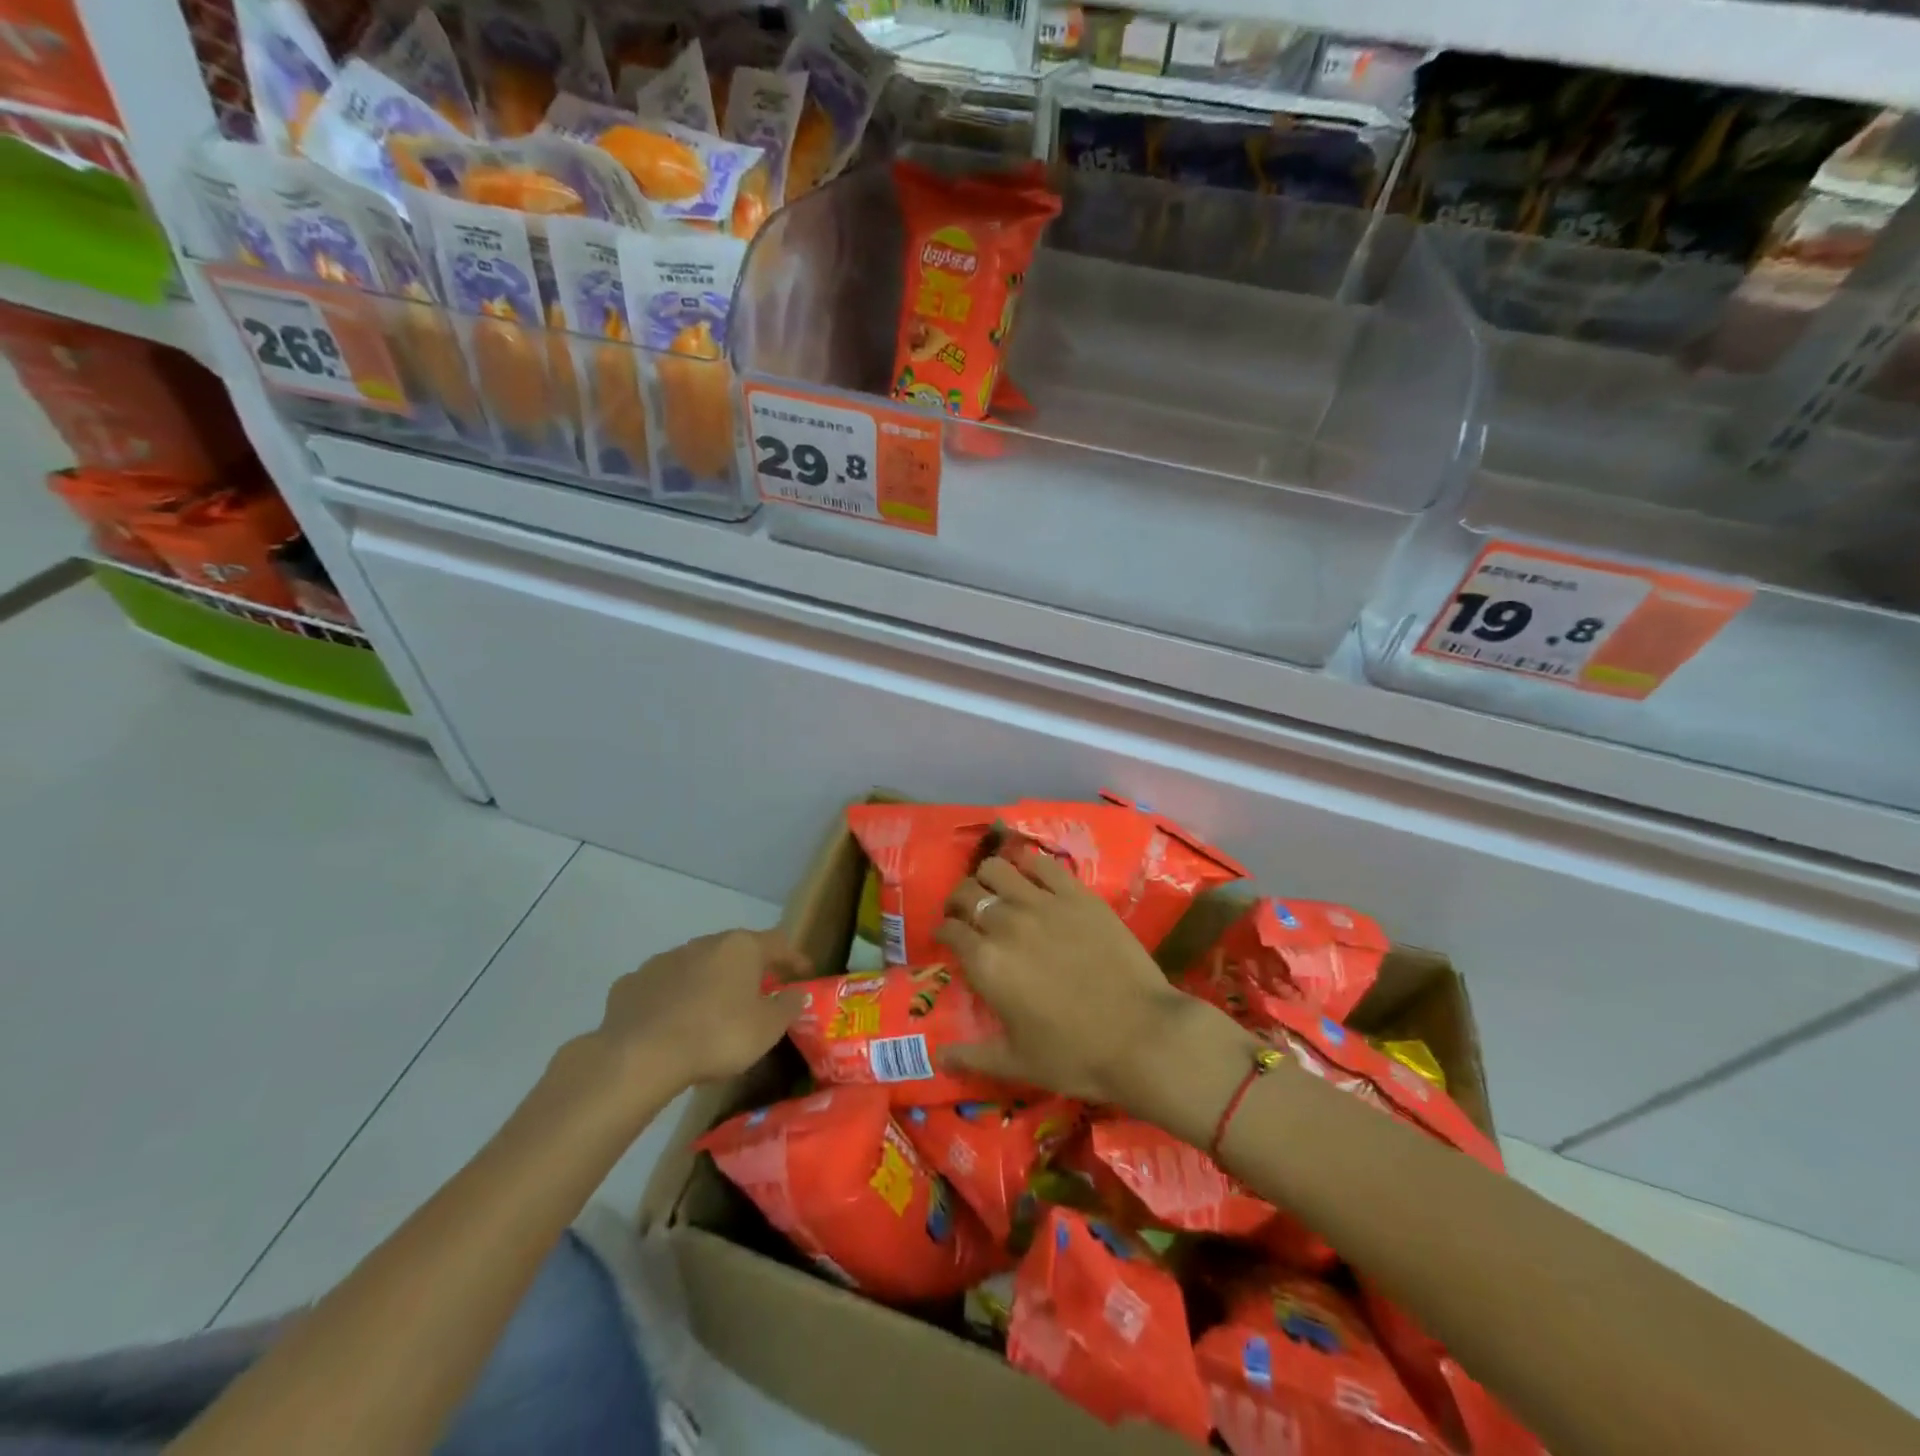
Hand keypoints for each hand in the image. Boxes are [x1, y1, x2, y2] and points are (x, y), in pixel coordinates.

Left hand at [587, 929, 810, 1103]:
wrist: (639, 1056)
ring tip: (713, 1011)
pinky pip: (662, 987)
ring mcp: (664, 960)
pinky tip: (671, 1022)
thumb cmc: (717, 1036)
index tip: (804, 975)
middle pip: (735, 950)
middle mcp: (703, 944)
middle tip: (758, 993)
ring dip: (709, 982)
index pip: (778, 943)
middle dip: (749, 969)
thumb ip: (788, 1006)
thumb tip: (797, 993)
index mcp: (741, 948)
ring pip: (696, 965)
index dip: (794, 958)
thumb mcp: (768, 1028)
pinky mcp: (632, 983)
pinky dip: (673, 998)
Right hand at [935, 848, 1216, 1104]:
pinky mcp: (1077, 894)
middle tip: (966, 912)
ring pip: (997, 868)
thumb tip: (939, 1058)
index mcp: (986, 962)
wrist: (1141, 1035)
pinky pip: (1042, 864)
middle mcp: (1006, 923)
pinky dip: (1028, 864)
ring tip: (996, 890)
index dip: (943, 931)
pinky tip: (1030, 876)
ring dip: (988, 877)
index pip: (950, 931)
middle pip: (967, 893)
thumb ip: (972, 1057)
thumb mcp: (1016, 1064)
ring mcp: (1043, 903)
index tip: (947, 936)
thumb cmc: (1075, 1055)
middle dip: (959, 901)